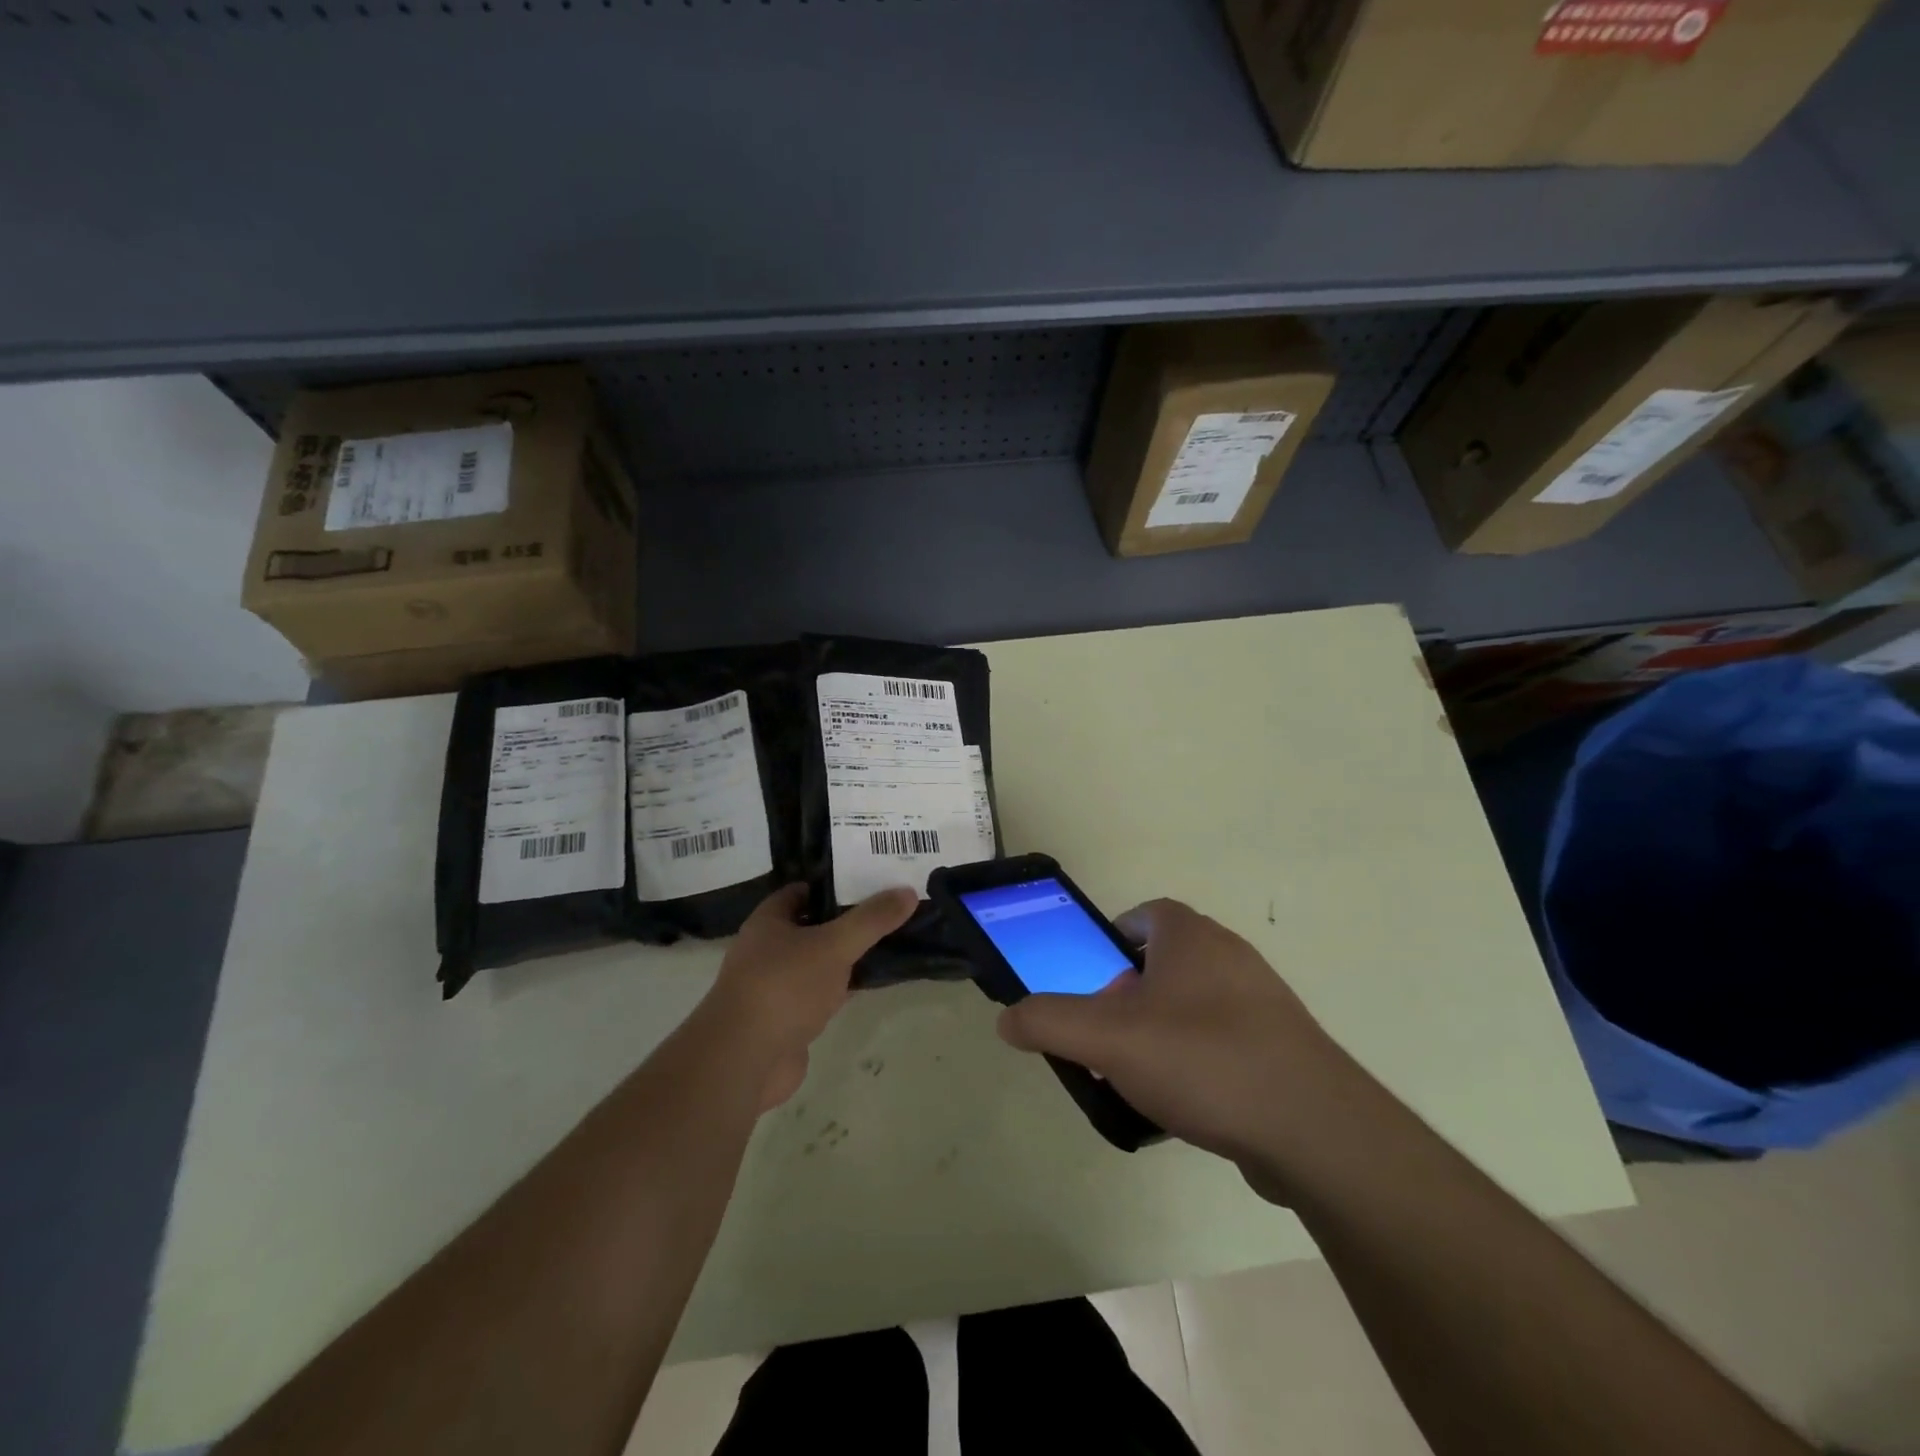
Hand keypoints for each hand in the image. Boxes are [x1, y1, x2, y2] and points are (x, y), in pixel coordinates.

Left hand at [700, 883, 917, 1110]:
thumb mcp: (833, 945)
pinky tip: (872, 984)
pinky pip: (821, 994)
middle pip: (813, 927)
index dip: (833, 885)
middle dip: (846, 921)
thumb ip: (871, 920)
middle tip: (889, 911)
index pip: (801, 892)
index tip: (870, 881)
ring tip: (889, 942)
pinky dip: (843, 989)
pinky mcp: (788, 1020)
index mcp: (768, 922)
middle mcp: (767, 951)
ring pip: (819, 963)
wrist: (744, 1061)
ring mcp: (776, 988)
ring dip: (846, 957)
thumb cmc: (783, 987)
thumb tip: (908, 891)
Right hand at [996, 898, 1369, 1192]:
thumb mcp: (1108, 1039)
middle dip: (1131, 996)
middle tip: (1108, 1036)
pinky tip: (1188, 1107)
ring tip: (1142, 1078)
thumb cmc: (1203, 1059)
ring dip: (1163, 1032)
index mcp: (1192, 937)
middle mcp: (1231, 956)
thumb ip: (1050, 1022)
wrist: (1314, 1129)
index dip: (1113, 941)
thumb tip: (1007, 1019)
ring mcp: (1264, 1002)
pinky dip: (1200, 1063)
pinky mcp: (1284, 1048)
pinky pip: (1226, 1042)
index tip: (1093, 981)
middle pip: (1166, 963)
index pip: (1146, 916)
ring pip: (1195, 1005)